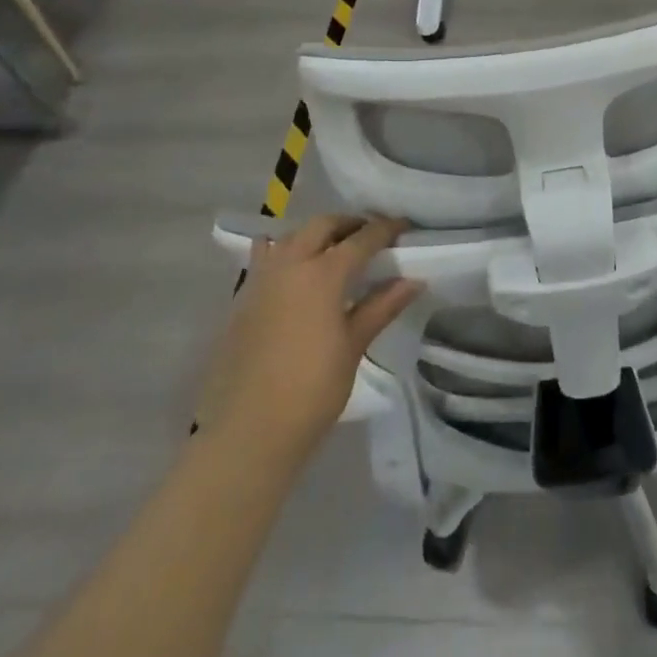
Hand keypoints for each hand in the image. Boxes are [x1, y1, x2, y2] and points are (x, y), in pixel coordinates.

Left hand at [197, 215, 421, 462]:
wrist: (248, 432)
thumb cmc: (311, 391)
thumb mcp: (353, 346)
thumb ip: (382, 306)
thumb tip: (414, 280)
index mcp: (322, 274)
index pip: (362, 239)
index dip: (386, 229)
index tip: (404, 225)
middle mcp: (290, 264)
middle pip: (322, 226)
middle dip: (349, 224)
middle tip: (370, 236)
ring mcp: (261, 279)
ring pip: (291, 236)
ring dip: (316, 234)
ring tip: (334, 251)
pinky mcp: (242, 298)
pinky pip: (266, 257)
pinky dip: (285, 252)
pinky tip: (295, 273)